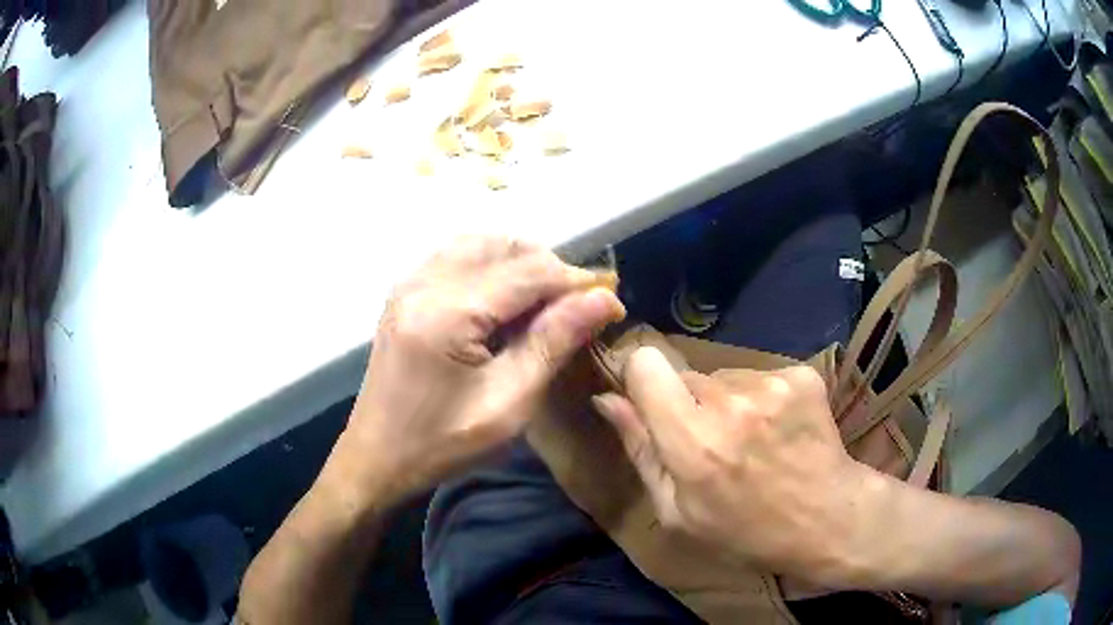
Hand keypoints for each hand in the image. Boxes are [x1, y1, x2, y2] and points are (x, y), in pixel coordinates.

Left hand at [341, 236, 624, 503]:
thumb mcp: (507, 404)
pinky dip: (491, 265)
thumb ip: (553, 343)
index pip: (528, 271)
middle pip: (503, 246)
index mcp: (446, 313)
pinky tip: (505, 298)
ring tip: (546, 299)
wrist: (377, 458)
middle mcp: (423, 283)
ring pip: (480, 244)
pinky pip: (456, 256)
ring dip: (520, 261)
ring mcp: (408, 283)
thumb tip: (602, 299)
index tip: (608, 300)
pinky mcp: (404, 292)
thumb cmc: (442, 444)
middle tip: (576, 304)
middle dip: (549, 267)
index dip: (575, 281)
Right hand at [593, 347, 871, 581]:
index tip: (650, 400)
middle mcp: (729, 402)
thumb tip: (606, 399)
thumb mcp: (678, 511)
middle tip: (713, 443)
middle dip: (689, 403)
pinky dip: (762, 399)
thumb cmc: (745, 530)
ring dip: (728, 402)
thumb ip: (640, 450)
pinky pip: (760, 376)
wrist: (826, 519)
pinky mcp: (801, 376)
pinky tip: (779, 431)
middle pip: (686, 374)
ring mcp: (771, 385)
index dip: (642, 378)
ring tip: (752, 441)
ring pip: (724, 377)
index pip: (647, 363)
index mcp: (692, 441)